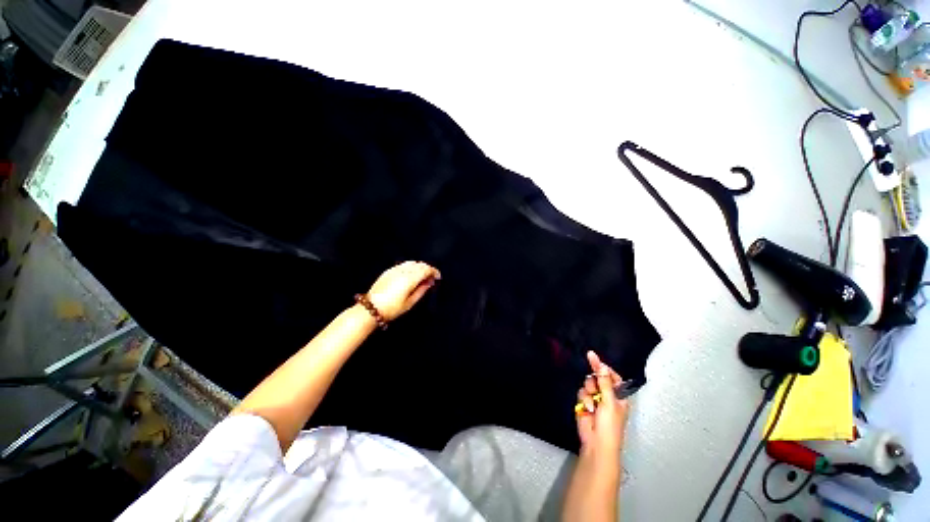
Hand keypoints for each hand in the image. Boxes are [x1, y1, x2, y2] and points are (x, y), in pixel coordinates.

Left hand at [366, 261, 440, 320]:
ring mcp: (395, 269)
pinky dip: (411, 267)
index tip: (438, 277)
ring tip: (422, 276)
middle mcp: (403, 271)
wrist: (371, 308)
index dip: (434, 271)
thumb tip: (430, 282)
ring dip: (419, 267)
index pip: (426, 269)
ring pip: (412, 262)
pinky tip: (411, 275)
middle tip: (431, 278)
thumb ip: (422, 290)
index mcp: (410, 278)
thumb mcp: (410, 302)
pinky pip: (403, 264)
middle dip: (428, 269)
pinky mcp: (388, 271)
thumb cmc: (392, 308)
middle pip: (420, 264)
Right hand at [576, 351, 628, 458]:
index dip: (604, 368)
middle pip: (598, 378)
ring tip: (592, 404)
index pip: (612, 376)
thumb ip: (604, 381)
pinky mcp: (585, 403)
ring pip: (588, 384)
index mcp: (619, 395)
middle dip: (594, 381)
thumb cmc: (610, 425)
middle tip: (594, 386)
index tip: (593, 358)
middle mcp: (607, 395)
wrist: (596, 443)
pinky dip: (583, 399)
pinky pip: (581, 392)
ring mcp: (595, 399)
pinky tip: (587, 408)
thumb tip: (601, 363)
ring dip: (589, 392)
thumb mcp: (609, 402)